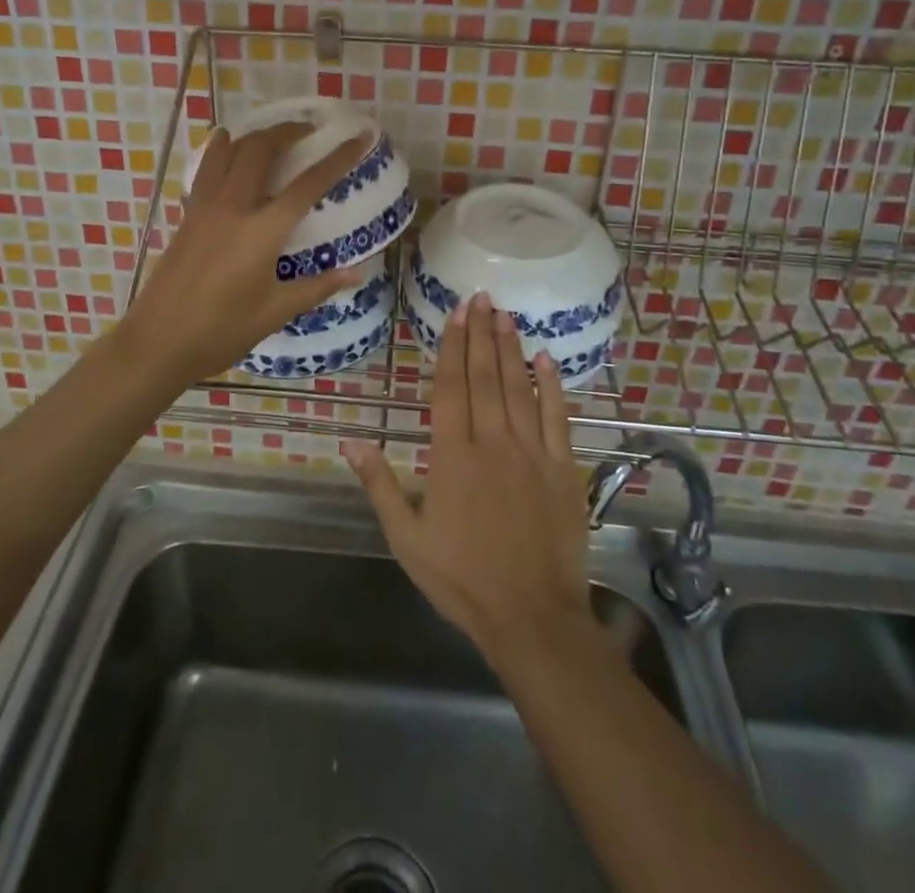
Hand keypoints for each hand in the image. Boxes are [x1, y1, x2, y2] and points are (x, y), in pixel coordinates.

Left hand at [119, 122, 369, 384]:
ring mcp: (205, 207)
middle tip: (310, 132)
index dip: (338, 158)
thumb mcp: (275, 312)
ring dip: (255, 135)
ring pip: (230, 151)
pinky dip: (221, 149)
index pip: (308, 184)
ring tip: (274, 136)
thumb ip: (318, 287)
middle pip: (261, 150)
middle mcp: (233, 207)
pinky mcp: (187, 215)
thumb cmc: (221, 332)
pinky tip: (226, 145)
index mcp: (261, 232)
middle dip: (288, 132)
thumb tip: (358, 272)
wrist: (158, 342)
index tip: (360, 137)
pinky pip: (207, 168)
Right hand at [345, 293, 592, 664]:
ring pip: (519, 388)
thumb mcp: (406, 538)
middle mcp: (493, 442)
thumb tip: (350, 441)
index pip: (450, 386)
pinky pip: (558, 417)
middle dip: (481, 334)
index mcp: (452, 455)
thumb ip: (380, 485)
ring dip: (511, 349)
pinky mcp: (564, 469)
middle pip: (485, 376)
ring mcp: (532, 453)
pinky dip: (552, 385)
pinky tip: (546, 359)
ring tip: (506, 315)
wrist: (531, 617)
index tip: (456, 313)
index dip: (452, 346)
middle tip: (482, 297)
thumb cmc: (462, 579)